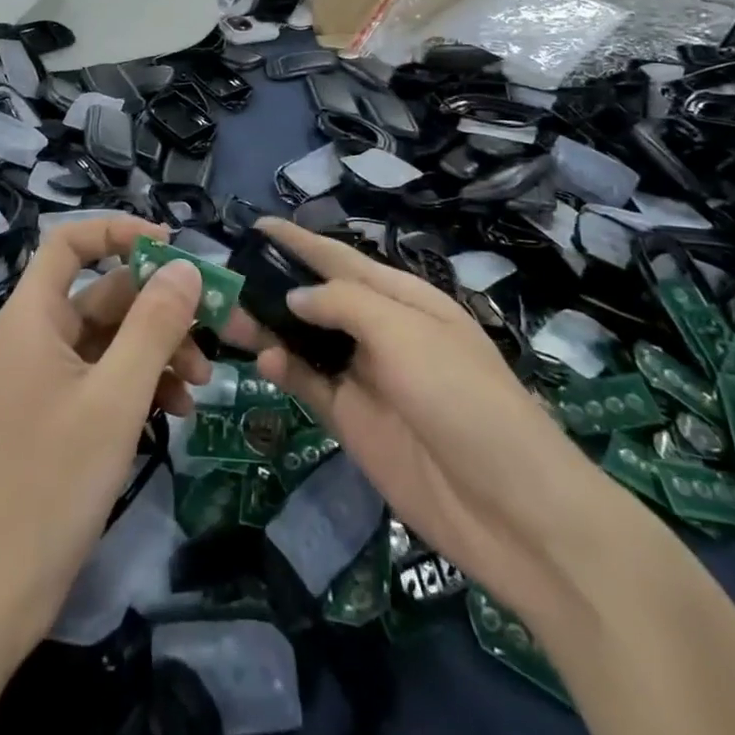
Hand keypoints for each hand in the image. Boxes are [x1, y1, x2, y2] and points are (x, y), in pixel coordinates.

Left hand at [0, 216, 211, 648]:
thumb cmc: (51, 484)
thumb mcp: (116, 398)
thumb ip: (154, 325)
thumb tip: (186, 267)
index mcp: (33, 317)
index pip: (70, 242)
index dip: (119, 232)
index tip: (173, 248)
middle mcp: (36, 337)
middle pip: (104, 292)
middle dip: (160, 308)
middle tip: (212, 333)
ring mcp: (45, 378)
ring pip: (112, 338)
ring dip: (159, 350)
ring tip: (201, 385)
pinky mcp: (56, 415)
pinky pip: (105, 377)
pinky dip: (142, 384)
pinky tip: (176, 412)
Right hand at [232, 220, 615, 618]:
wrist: (509, 507)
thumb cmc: (461, 396)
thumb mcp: (406, 333)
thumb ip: (345, 305)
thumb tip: (294, 296)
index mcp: (403, 298)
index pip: (341, 259)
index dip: (300, 242)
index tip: (255, 227)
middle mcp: (381, 331)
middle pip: (318, 300)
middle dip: (276, 286)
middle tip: (225, 281)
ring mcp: (366, 378)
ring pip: (307, 342)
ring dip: (272, 329)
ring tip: (230, 319)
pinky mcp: (354, 422)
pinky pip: (311, 386)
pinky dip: (286, 371)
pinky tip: (266, 363)